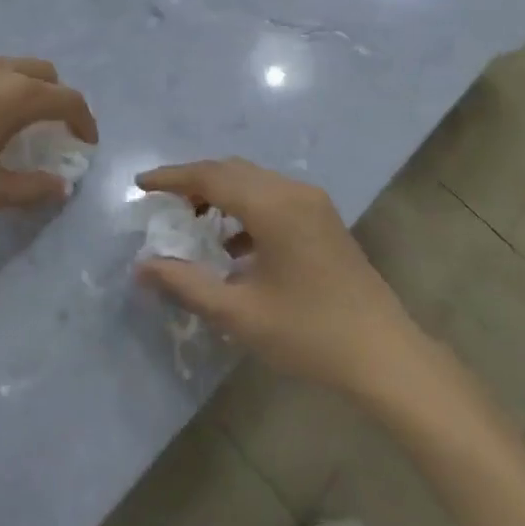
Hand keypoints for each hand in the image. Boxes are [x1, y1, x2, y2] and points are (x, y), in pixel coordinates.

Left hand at [0, 57, 98, 221]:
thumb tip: (61, 187)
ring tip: (15, 126)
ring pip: (14, 67)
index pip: (67, 99)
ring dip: (27, 90)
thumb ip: (30, 188)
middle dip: (58, 99)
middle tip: (53, 131)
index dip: (84, 121)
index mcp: (16, 95)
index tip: (86, 144)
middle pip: (45, 73)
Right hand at [134, 159, 419, 395]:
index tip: (140, 184)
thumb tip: (143, 267)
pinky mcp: (323, 219)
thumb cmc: (309, 333)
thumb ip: (186, 284)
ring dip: (220, 193)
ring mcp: (313, 202)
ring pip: (254, 182)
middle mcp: (293, 191)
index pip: (211, 176)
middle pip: (232, 171)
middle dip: (194, 182)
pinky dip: (245, 208)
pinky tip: (232, 244)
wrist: (384, 354)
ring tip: (191, 223)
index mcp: (273, 205)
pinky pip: (273, 197)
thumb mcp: (239, 313)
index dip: (172, 178)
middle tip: (162, 204)